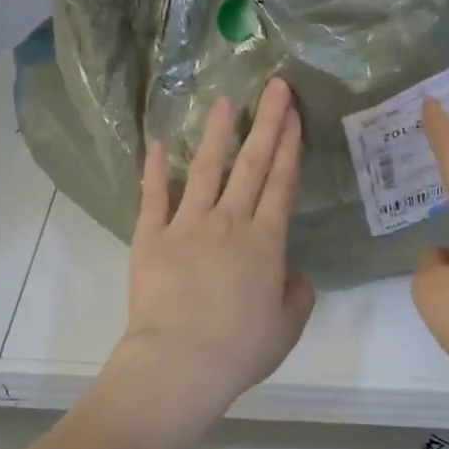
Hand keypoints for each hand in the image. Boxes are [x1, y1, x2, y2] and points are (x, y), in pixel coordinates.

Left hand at [104, 78, 315, 443]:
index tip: (295, 116)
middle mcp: (229, 223)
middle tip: (275, 87)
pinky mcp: (151, 236)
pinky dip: (155, 169)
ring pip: (206, 169)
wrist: (180, 362)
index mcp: (265, 243)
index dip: (290, 148)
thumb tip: (295, 276)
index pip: (282, 184)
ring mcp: (187, 225)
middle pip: (252, 165)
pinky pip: (153, 196)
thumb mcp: (285, 329)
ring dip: (217, 133)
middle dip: (267, 123)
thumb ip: (297, 297)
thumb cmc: (238, 349)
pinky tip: (157, 143)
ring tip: (224, 101)